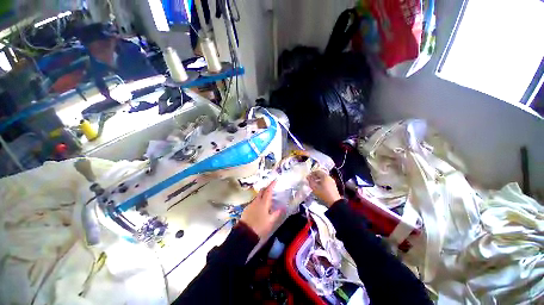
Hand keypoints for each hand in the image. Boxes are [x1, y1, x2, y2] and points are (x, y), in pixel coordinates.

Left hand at [241, 180, 284, 238]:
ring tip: (267, 197)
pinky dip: (259, 200)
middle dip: (267, 187)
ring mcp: (251, 204)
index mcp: (264, 203)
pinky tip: (260, 205)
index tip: (275, 180)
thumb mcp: (270, 221)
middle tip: (272, 187)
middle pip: (262, 190)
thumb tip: (283, 207)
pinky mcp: (247, 208)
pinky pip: (254, 201)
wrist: (245, 233)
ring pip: (258, 196)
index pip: (268, 190)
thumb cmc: (260, 226)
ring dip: (262, 194)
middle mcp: (257, 201)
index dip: (272, 184)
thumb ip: (277, 213)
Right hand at [307, 170, 341, 206]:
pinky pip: (326, 182)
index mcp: (325, 176)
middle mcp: (329, 177)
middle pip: (321, 175)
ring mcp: (332, 182)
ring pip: (324, 178)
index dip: (312, 173)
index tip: (308, 176)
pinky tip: (319, 187)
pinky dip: (322, 183)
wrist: (334, 202)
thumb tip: (308, 177)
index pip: (317, 171)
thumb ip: (310, 181)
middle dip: (315, 177)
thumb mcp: (314, 187)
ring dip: (318, 180)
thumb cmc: (323, 193)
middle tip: (310, 180)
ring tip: (314, 184)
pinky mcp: (333, 186)